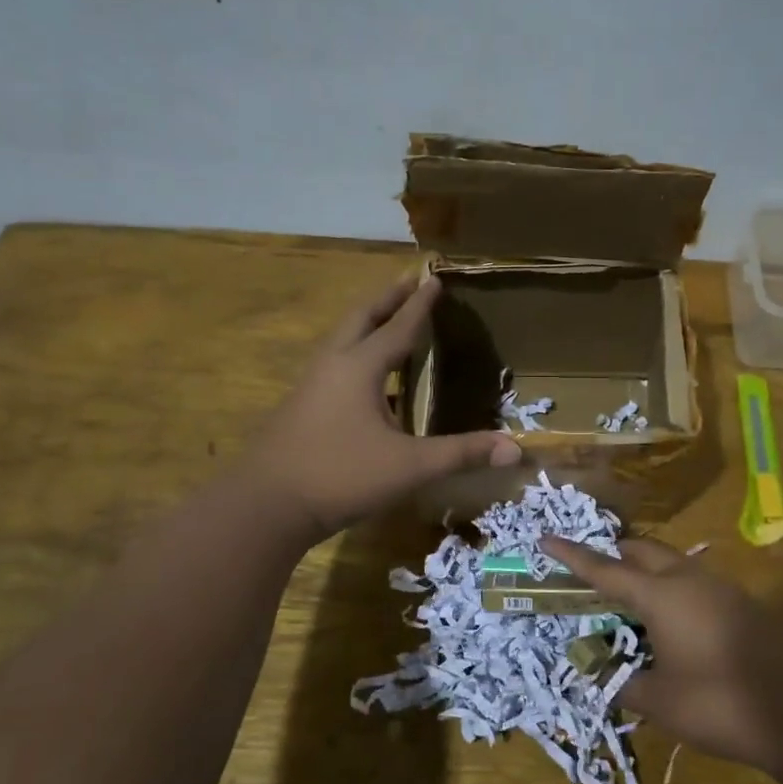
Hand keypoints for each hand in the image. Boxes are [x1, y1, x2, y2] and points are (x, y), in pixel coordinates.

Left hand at [245, 276, 519, 541]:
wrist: (266, 505)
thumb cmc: (341, 475)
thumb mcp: (410, 466)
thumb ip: (461, 454)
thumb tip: (516, 449)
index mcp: (359, 368)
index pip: (398, 327)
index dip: (420, 304)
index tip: (433, 277)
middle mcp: (332, 366)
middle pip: (360, 319)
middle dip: (386, 299)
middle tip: (407, 282)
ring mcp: (310, 387)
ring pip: (341, 342)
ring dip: (366, 325)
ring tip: (387, 322)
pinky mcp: (300, 409)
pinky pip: (333, 368)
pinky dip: (355, 357)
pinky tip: (367, 384)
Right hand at [540, 536, 782, 780]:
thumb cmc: (719, 704)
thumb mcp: (659, 701)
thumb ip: (622, 682)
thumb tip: (600, 674)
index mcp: (661, 595)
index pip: (605, 569)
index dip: (572, 555)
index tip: (546, 538)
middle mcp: (690, 580)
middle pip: (643, 551)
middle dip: (614, 556)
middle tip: (592, 576)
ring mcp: (721, 589)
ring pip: (673, 563)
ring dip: (646, 571)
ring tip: (629, 602)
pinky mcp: (744, 605)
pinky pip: (695, 582)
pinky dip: (672, 589)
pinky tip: (672, 624)